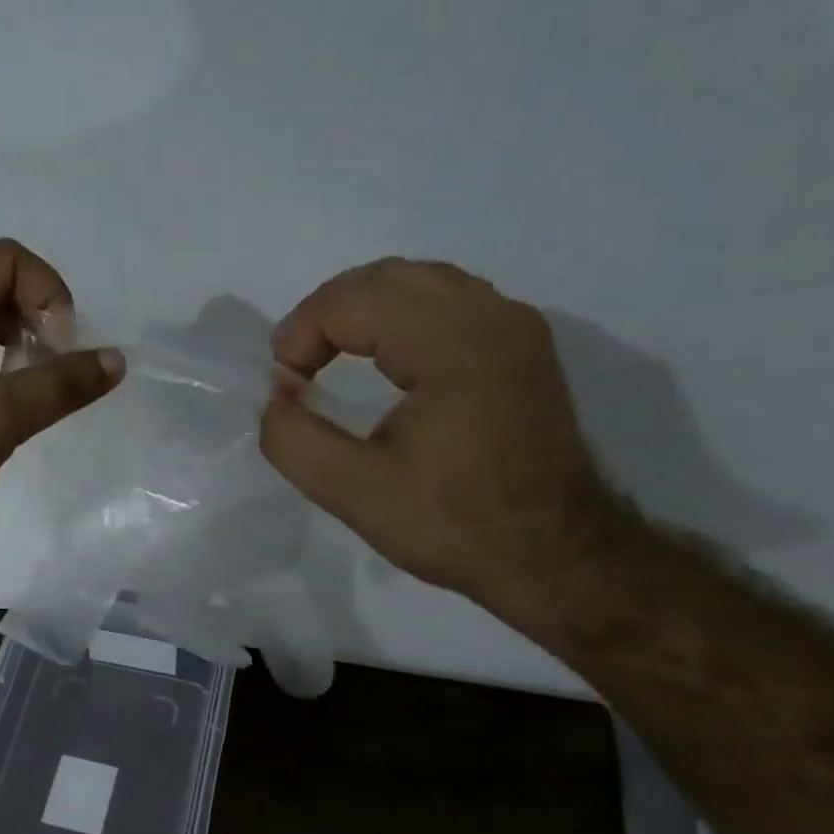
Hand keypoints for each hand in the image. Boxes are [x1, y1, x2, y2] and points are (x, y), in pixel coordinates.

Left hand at [0, 240, 123, 553]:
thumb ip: (60, 386)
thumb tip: (116, 361)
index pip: (6, 259)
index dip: (48, 295)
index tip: (62, 351)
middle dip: (39, 323)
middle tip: (56, 374)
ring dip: (24, 349)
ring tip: (37, 394)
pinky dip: (4, 371)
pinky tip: (12, 409)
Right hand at [259, 258, 622, 617]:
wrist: (557, 557)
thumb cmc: (455, 525)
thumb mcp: (354, 492)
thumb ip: (293, 440)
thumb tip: (276, 397)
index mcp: (452, 343)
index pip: (352, 299)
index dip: (300, 334)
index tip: (283, 389)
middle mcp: (490, 315)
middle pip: (386, 277)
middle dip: (326, 314)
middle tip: (296, 367)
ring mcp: (515, 327)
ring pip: (421, 283)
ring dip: (364, 311)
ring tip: (329, 358)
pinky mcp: (524, 348)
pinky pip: (450, 304)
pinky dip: (402, 319)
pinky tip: (385, 362)